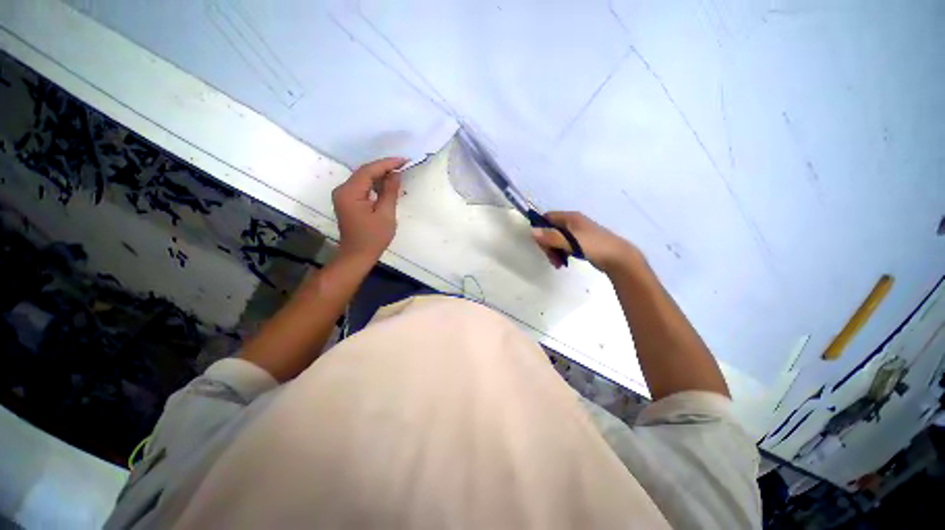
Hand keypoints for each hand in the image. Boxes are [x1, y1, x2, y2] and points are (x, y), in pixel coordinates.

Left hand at [332, 157, 405, 261]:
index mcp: (350, 192)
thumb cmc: (373, 238)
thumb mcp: (385, 214)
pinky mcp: (347, 201)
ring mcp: (343, 195)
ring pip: (363, 178)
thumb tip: (396, 174)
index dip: (387, 164)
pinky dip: (374, 184)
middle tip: (403, 165)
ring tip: (398, 172)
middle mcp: (342, 190)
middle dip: (384, 167)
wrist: (357, 255)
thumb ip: (390, 192)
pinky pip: (362, 187)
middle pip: (364, 172)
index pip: (368, 171)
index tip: (404, 160)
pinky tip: (386, 184)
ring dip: (379, 175)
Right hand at [531, 211, 642, 272]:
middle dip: (548, 244)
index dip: (540, 228)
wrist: (619, 258)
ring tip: (557, 264)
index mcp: (571, 218)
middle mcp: (573, 223)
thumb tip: (532, 231)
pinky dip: (561, 253)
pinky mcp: (582, 243)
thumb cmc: (594, 247)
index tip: (540, 243)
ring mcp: (578, 233)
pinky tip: (563, 263)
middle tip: (550, 258)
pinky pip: (565, 245)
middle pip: (551, 230)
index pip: (548, 217)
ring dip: (554, 251)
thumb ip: (551, 237)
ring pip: (557, 239)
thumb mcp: (570, 242)